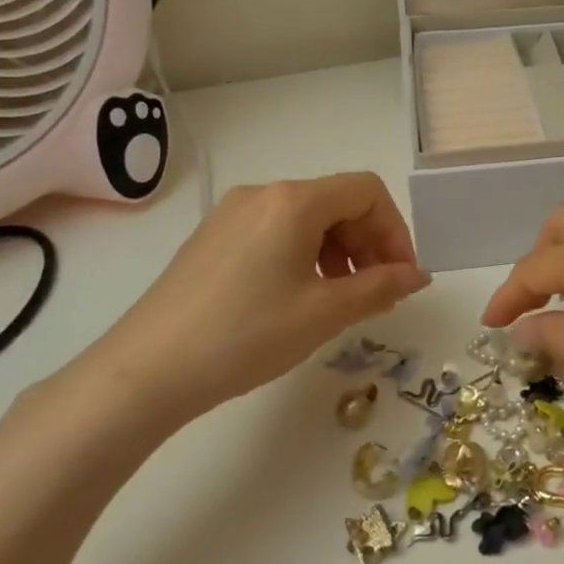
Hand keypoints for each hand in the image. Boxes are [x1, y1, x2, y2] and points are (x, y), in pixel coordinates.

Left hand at [75, 173, 429, 431]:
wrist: (145, 371)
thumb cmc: (246, 336)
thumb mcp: (324, 313)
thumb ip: (380, 287)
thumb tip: (417, 275)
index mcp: (293, 201)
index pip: (367, 191)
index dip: (395, 231)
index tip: (401, 277)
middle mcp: (262, 194)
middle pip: (337, 201)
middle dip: (369, 243)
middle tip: (377, 294)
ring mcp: (232, 214)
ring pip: (307, 218)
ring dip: (339, 251)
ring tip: (342, 300)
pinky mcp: (213, 238)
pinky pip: (276, 232)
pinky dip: (305, 255)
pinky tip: (300, 297)